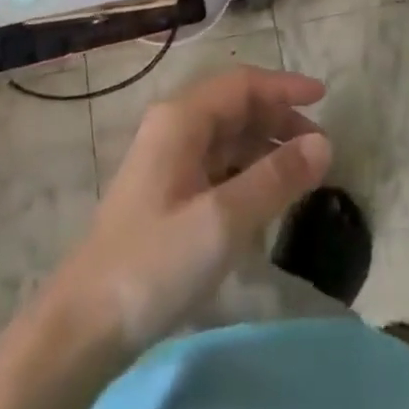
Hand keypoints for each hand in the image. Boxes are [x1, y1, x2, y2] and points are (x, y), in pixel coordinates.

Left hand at [46, 66, 331, 349]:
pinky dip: (245, 172)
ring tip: (301, 173)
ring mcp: (166, 161)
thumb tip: (323, 143)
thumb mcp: (223, 220)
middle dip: (278, 120)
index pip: (242, 85)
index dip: (284, 88)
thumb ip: (275, 179)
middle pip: (234, 107)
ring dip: (264, 148)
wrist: (84, 323)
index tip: (324, 98)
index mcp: (181, 119)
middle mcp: (173, 128)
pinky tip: (264, 199)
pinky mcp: (165, 194)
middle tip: (319, 147)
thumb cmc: (155, 262)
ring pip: (226, 138)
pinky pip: (215, 166)